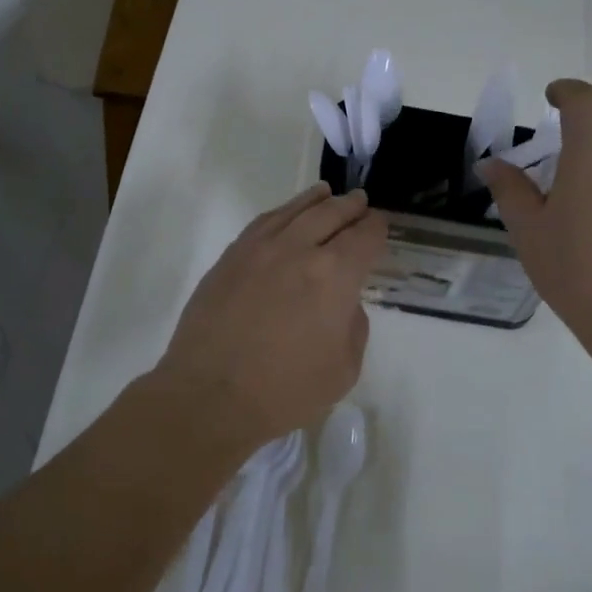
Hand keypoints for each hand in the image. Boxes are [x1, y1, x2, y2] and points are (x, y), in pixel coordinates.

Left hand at [157, 185, 386, 451]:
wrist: (211, 397)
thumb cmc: (285, 392)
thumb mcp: (343, 369)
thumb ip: (352, 326)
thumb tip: (342, 303)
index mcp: (334, 275)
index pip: (364, 238)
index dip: (376, 229)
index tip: (380, 227)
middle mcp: (298, 250)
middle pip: (330, 214)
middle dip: (350, 207)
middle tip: (359, 202)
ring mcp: (258, 250)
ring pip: (293, 212)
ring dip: (315, 201)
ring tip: (326, 194)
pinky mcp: (228, 260)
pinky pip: (260, 224)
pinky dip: (280, 214)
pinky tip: (285, 216)